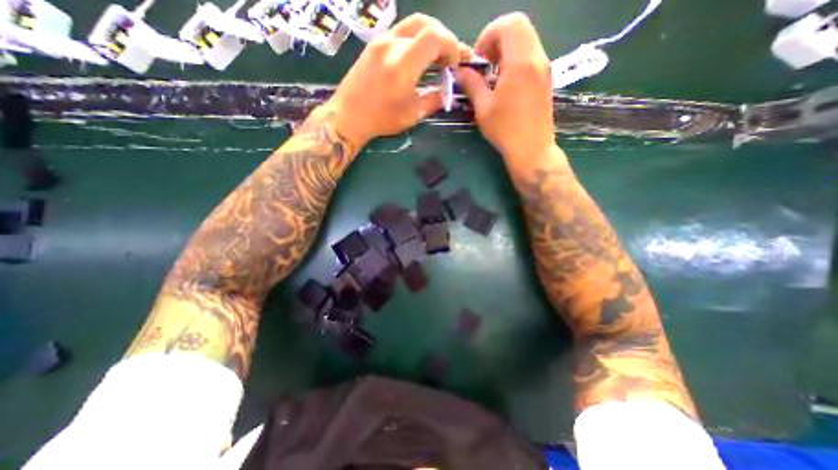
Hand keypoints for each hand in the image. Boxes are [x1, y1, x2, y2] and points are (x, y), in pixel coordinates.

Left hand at [321, 15, 464, 146]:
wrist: (348, 116)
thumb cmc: (381, 119)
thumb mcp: (412, 115)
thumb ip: (434, 99)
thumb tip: (447, 91)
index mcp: (403, 64)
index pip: (434, 37)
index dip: (451, 45)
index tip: (454, 64)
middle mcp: (391, 44)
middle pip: (425, 23)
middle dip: (443, 38)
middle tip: (448, 58)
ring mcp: (380, 41)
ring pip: (412, 25)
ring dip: (429, 37)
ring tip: (435, 58)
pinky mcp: (374, 44)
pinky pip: (400, 32)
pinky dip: (415, 40)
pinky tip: (417, 58)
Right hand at [455, 13, 554, 158]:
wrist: (532, 149)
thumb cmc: (505, 131)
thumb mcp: (483, 108)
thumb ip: (472, 84)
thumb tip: (461, 71)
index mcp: (521, 62)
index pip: (509, 23)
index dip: (489, 35)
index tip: (479, 59)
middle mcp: (537, 58)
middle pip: (520, 27)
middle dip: (498, 39)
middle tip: (485, 64)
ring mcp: (545, 68)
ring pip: (527, 40)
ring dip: (507, 49)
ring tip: (494, 75)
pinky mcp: (546, 79)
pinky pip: (532, 55)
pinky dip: (517, 59)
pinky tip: (506, 83)